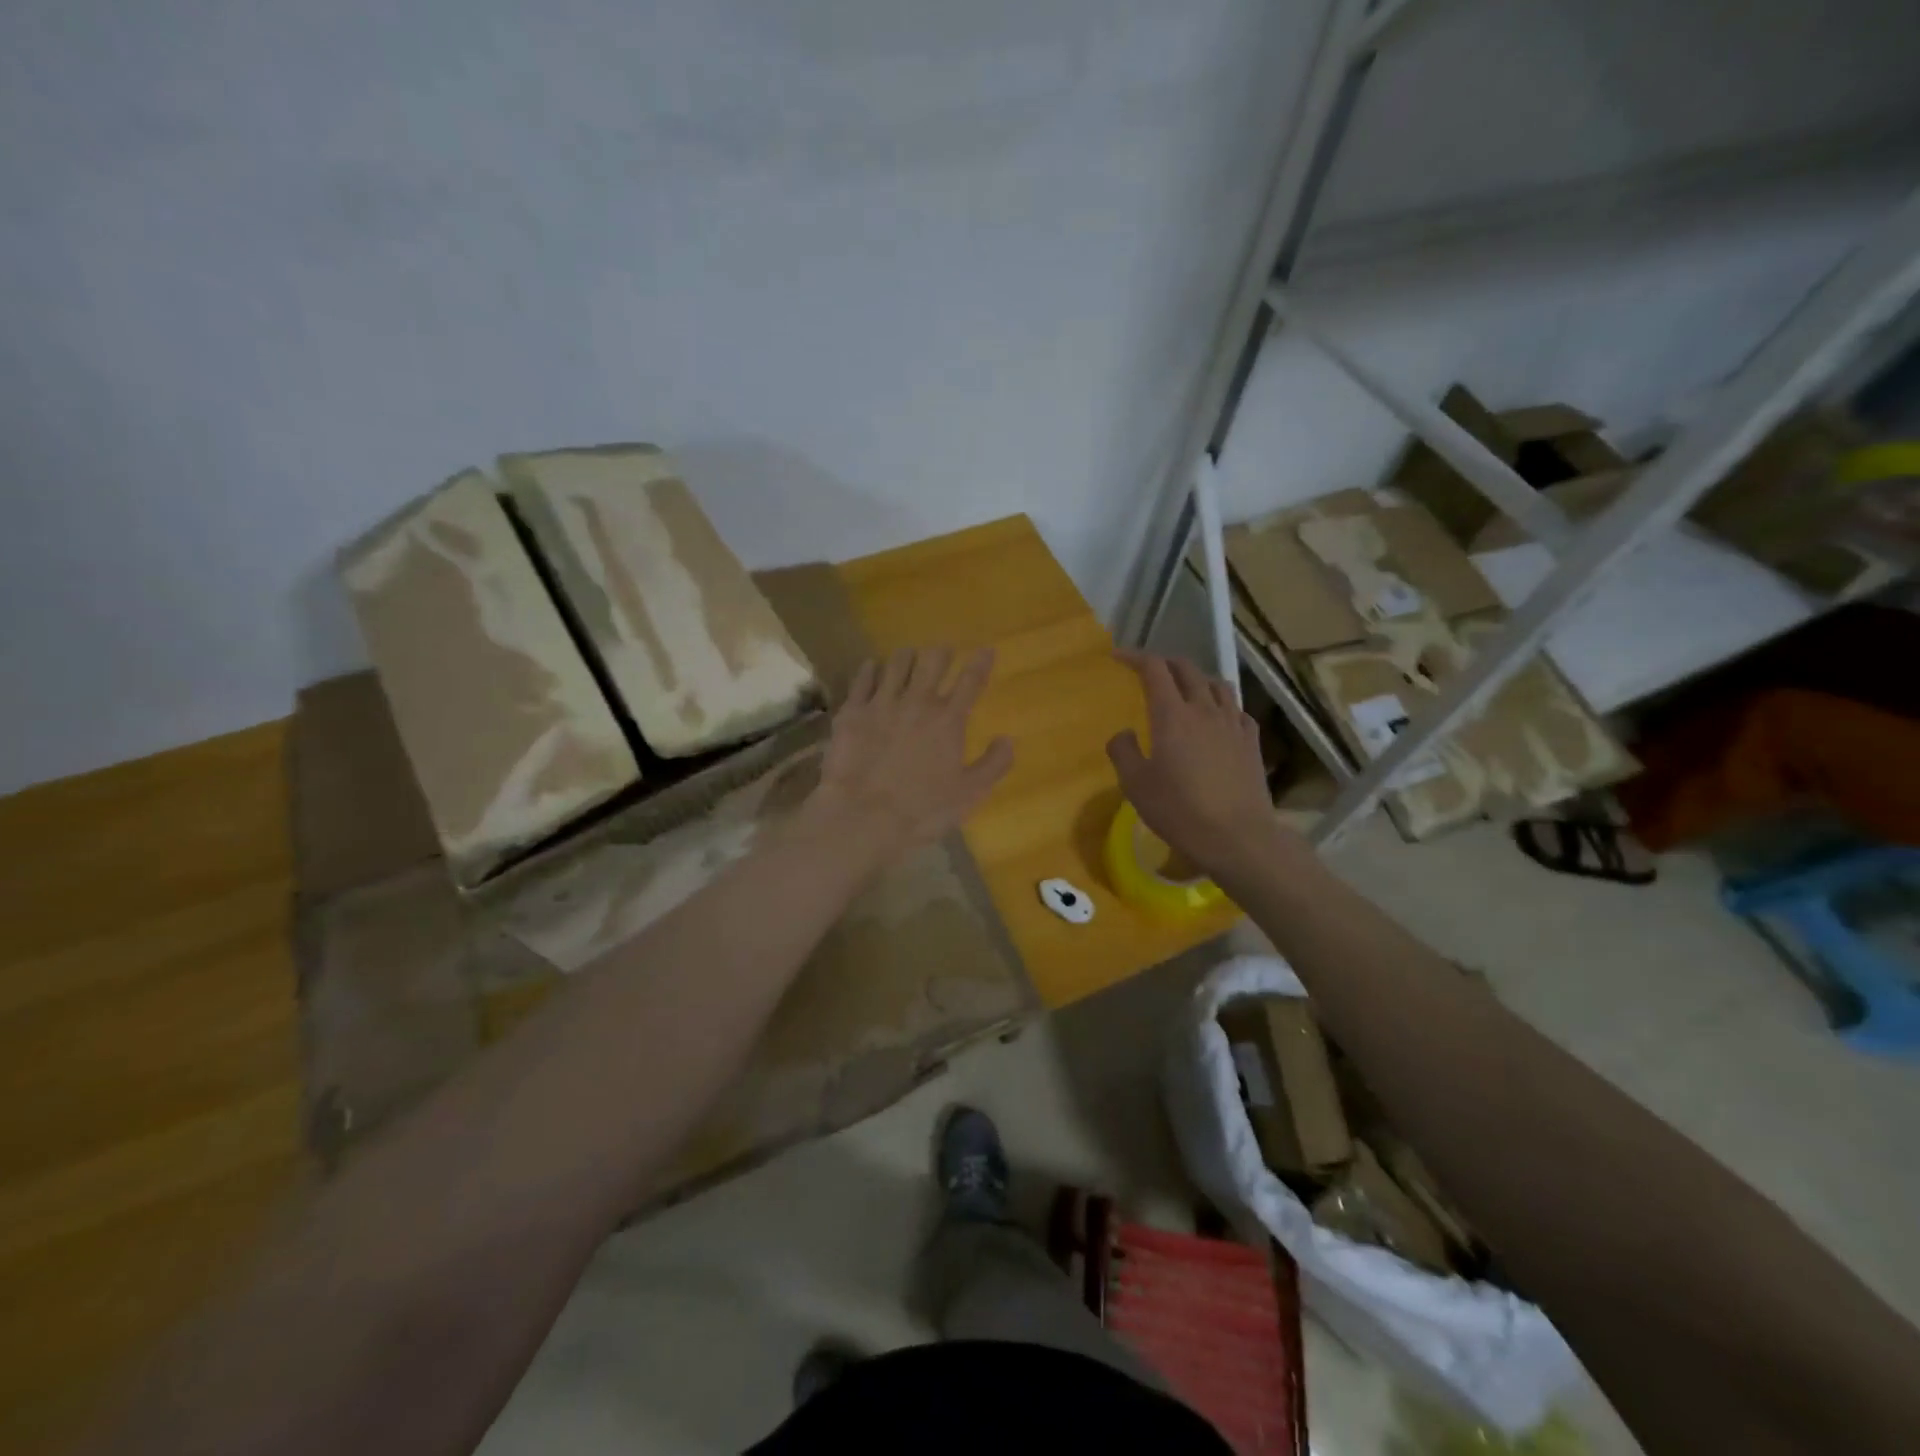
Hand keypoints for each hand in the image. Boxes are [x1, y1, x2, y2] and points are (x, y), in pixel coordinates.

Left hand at [803, 646, 1013, 859]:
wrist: (864, 816)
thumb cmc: (923, 810)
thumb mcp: (970, 794)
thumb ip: (994, 764)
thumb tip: (1007, 739)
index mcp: (948, 720)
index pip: (970, 681)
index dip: (980, 663)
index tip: (986, 650)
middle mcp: (917, 703)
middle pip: (932, 662)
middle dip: (941, 653)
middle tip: (942, 652)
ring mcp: (881, 704)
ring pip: (896, 664)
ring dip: (906, 656)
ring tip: (909, 655)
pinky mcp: (851, 713)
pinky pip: (862, 680)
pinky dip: (869, 669)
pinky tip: (871, 666)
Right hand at [1107, 651, 1285, 879]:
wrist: (1237, 836)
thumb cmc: (1179, 810)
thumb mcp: (1136, 785)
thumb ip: (1123, 752)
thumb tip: (1124, 733)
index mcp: (1172, 715)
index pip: (1154, 669)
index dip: (1135, 657)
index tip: (1118, 657)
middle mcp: (1205, 710)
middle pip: (1187, 669)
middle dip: (1165, 662)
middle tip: (1149, 670)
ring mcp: (1233, 724)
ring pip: (1216, 684)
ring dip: (1196, 678)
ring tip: (1185, 687)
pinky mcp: (1252, 741)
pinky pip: (1237, 709)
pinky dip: (1222, 703)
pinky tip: (1218, 716)